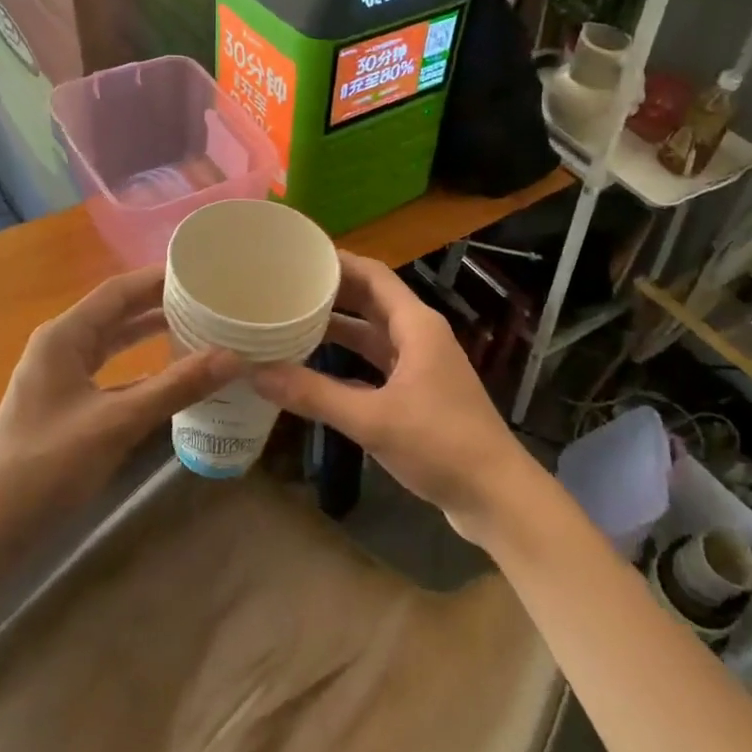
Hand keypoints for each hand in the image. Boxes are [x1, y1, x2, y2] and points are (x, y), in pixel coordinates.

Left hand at [0, 266, 242, 527]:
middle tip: (212, 301)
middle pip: (118, 313)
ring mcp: (63, 378)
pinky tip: (175, 377)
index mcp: (64, 336)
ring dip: (153, 336)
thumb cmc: (44, 467)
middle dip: (162, 305)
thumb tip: (234, 357)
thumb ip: (175, 388)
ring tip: (201, 329)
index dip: (160, 279)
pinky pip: (113, 374)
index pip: (119, 291)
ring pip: (116, 344)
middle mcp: (62, 347)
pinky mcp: (68, 407)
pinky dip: (143, 370)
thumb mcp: (116, 423)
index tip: (204, 273)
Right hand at [255, 253, 539, 539]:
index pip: (374, 274)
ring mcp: (421, 365)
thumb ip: (314, 395)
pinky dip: (349, 361)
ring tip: (293, 321)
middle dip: (332, 292)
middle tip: (286, 287)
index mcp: (416, 325)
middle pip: (372, 300)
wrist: (495, 496)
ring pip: (373, 334)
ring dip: (339, 327)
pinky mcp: (419, 394)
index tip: (299, 255)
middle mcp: (419, 336)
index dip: (338, 261)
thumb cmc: (440, 444)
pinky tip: (316, 368)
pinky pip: (377, 363)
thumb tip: (255, 372)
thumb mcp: (373, 419)